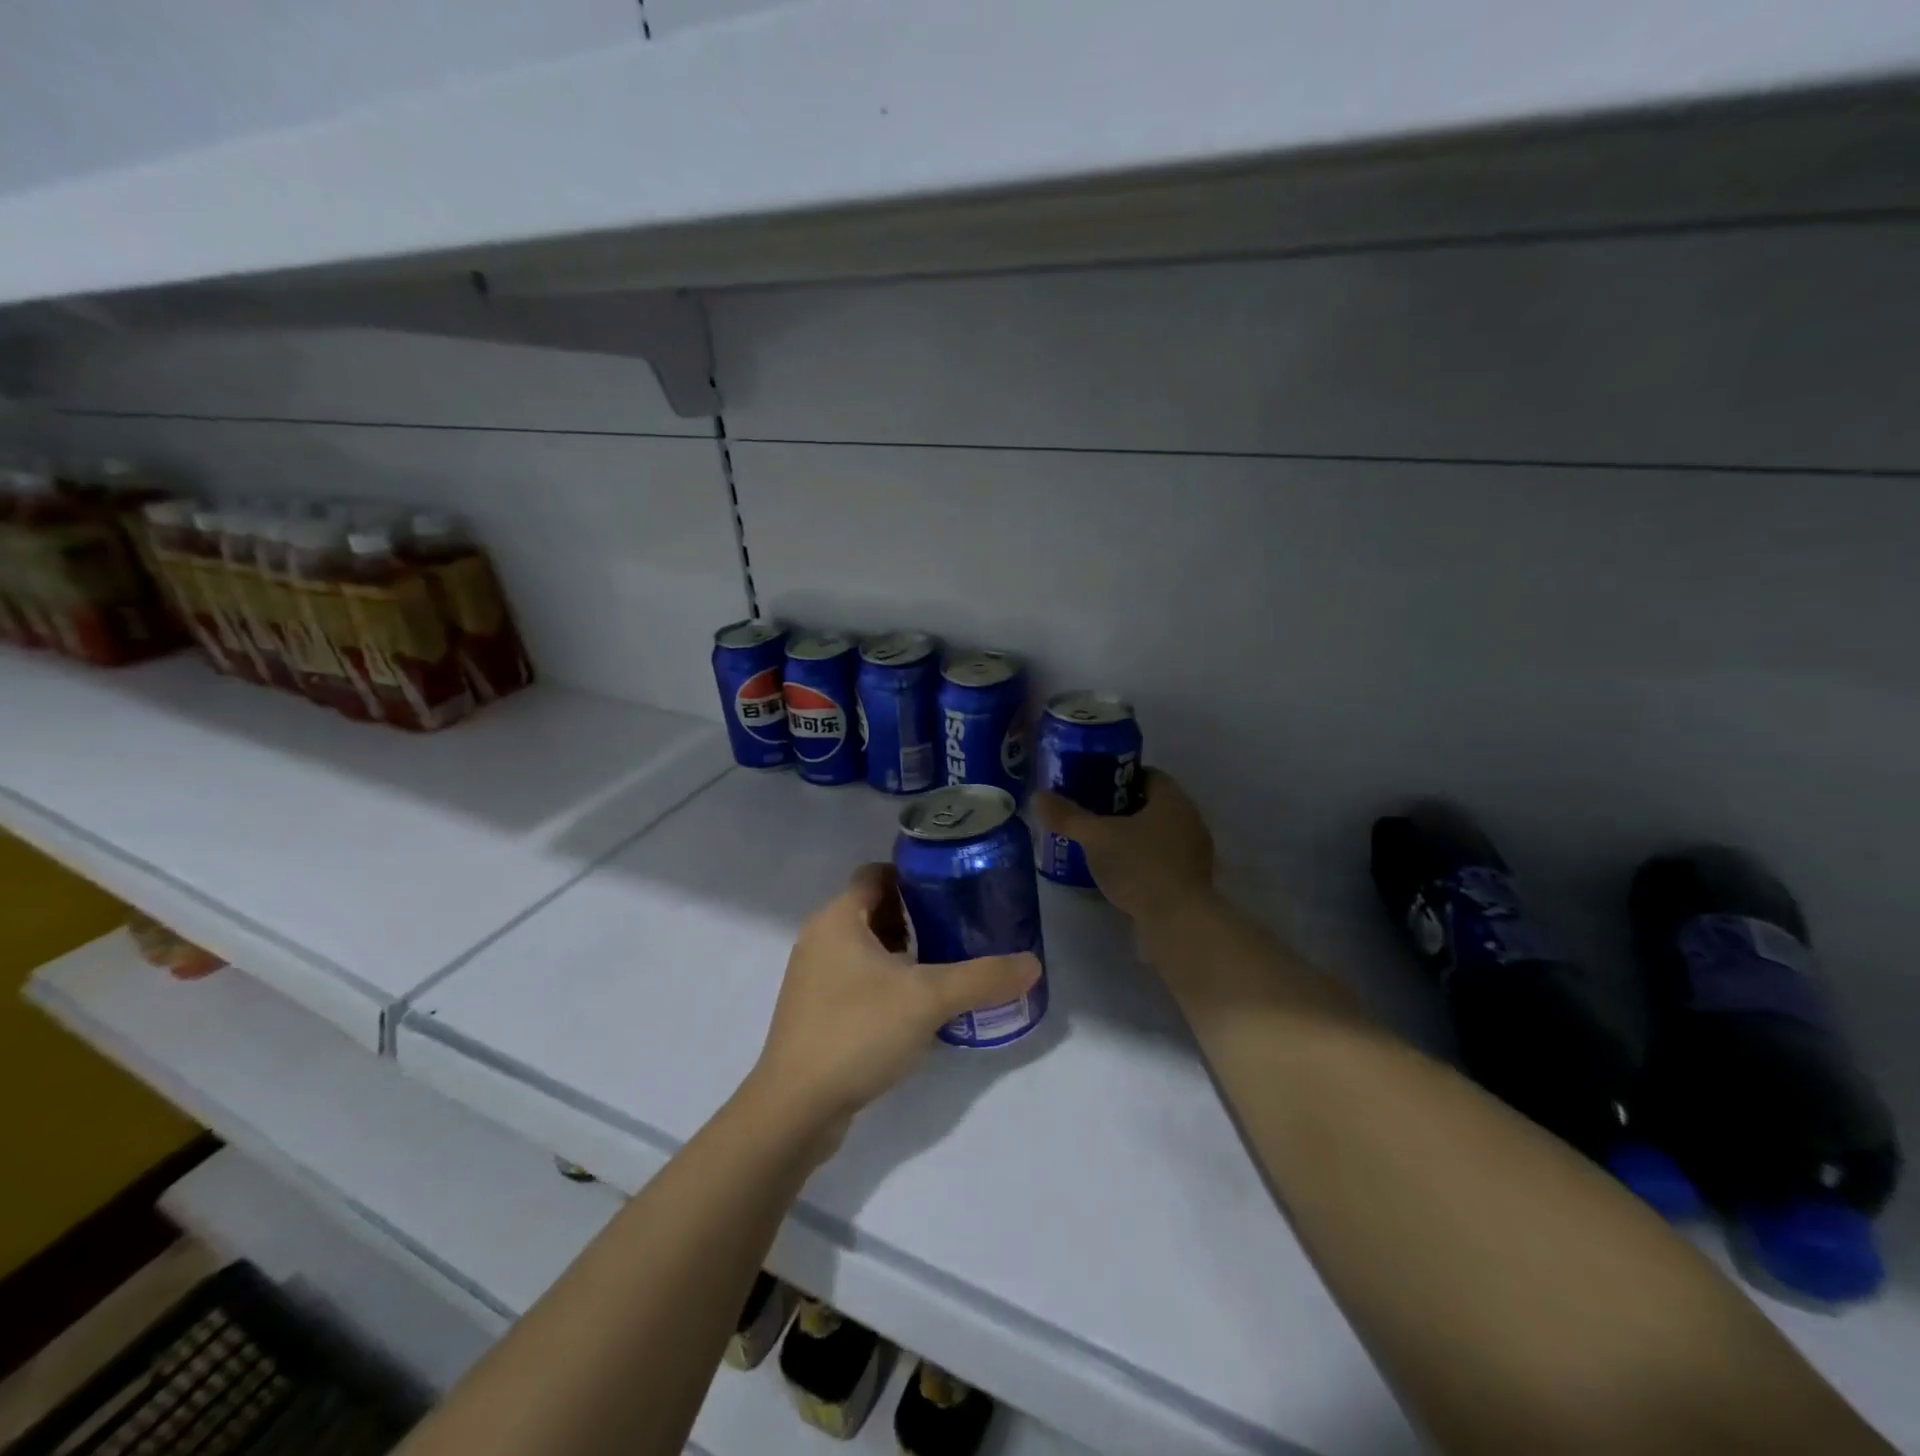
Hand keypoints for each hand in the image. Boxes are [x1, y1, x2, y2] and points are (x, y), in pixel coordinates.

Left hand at [746, 864, 1040, 1150]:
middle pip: (876, 909)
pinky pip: (860, 981)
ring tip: (949, 967)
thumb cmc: (857, 1031)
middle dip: (918, 916)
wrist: (795, 1109)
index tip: (954, 888)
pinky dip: (890, 983)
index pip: (878, 874)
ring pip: (869, 948)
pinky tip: (921, 1008)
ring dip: (906, 953)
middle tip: (962, 928)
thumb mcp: (927, 999)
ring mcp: (815, 978)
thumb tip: (1033, 964)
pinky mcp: (818, 1012)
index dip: (915, 875)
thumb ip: (982, 978)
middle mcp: (821, 939)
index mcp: (838, 918)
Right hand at [1035, 769, 1215, 925]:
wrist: (1178, 923)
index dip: (1120, 777)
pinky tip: (1117, 873)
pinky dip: (1140, 861)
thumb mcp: (1096, 837)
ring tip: (1098, 845)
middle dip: (1122, 808)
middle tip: (1090, 815)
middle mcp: (1190, 821)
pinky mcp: (1190, 883)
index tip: (1094, 785)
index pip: (1149, 775)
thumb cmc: (1139, 867)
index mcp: (1174, 801)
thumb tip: (1038, 796)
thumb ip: (1068, 816)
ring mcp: (1193, 854)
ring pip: (1157, 834)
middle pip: (1152, 805)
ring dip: (1132, 837)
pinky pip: (1161, 861)